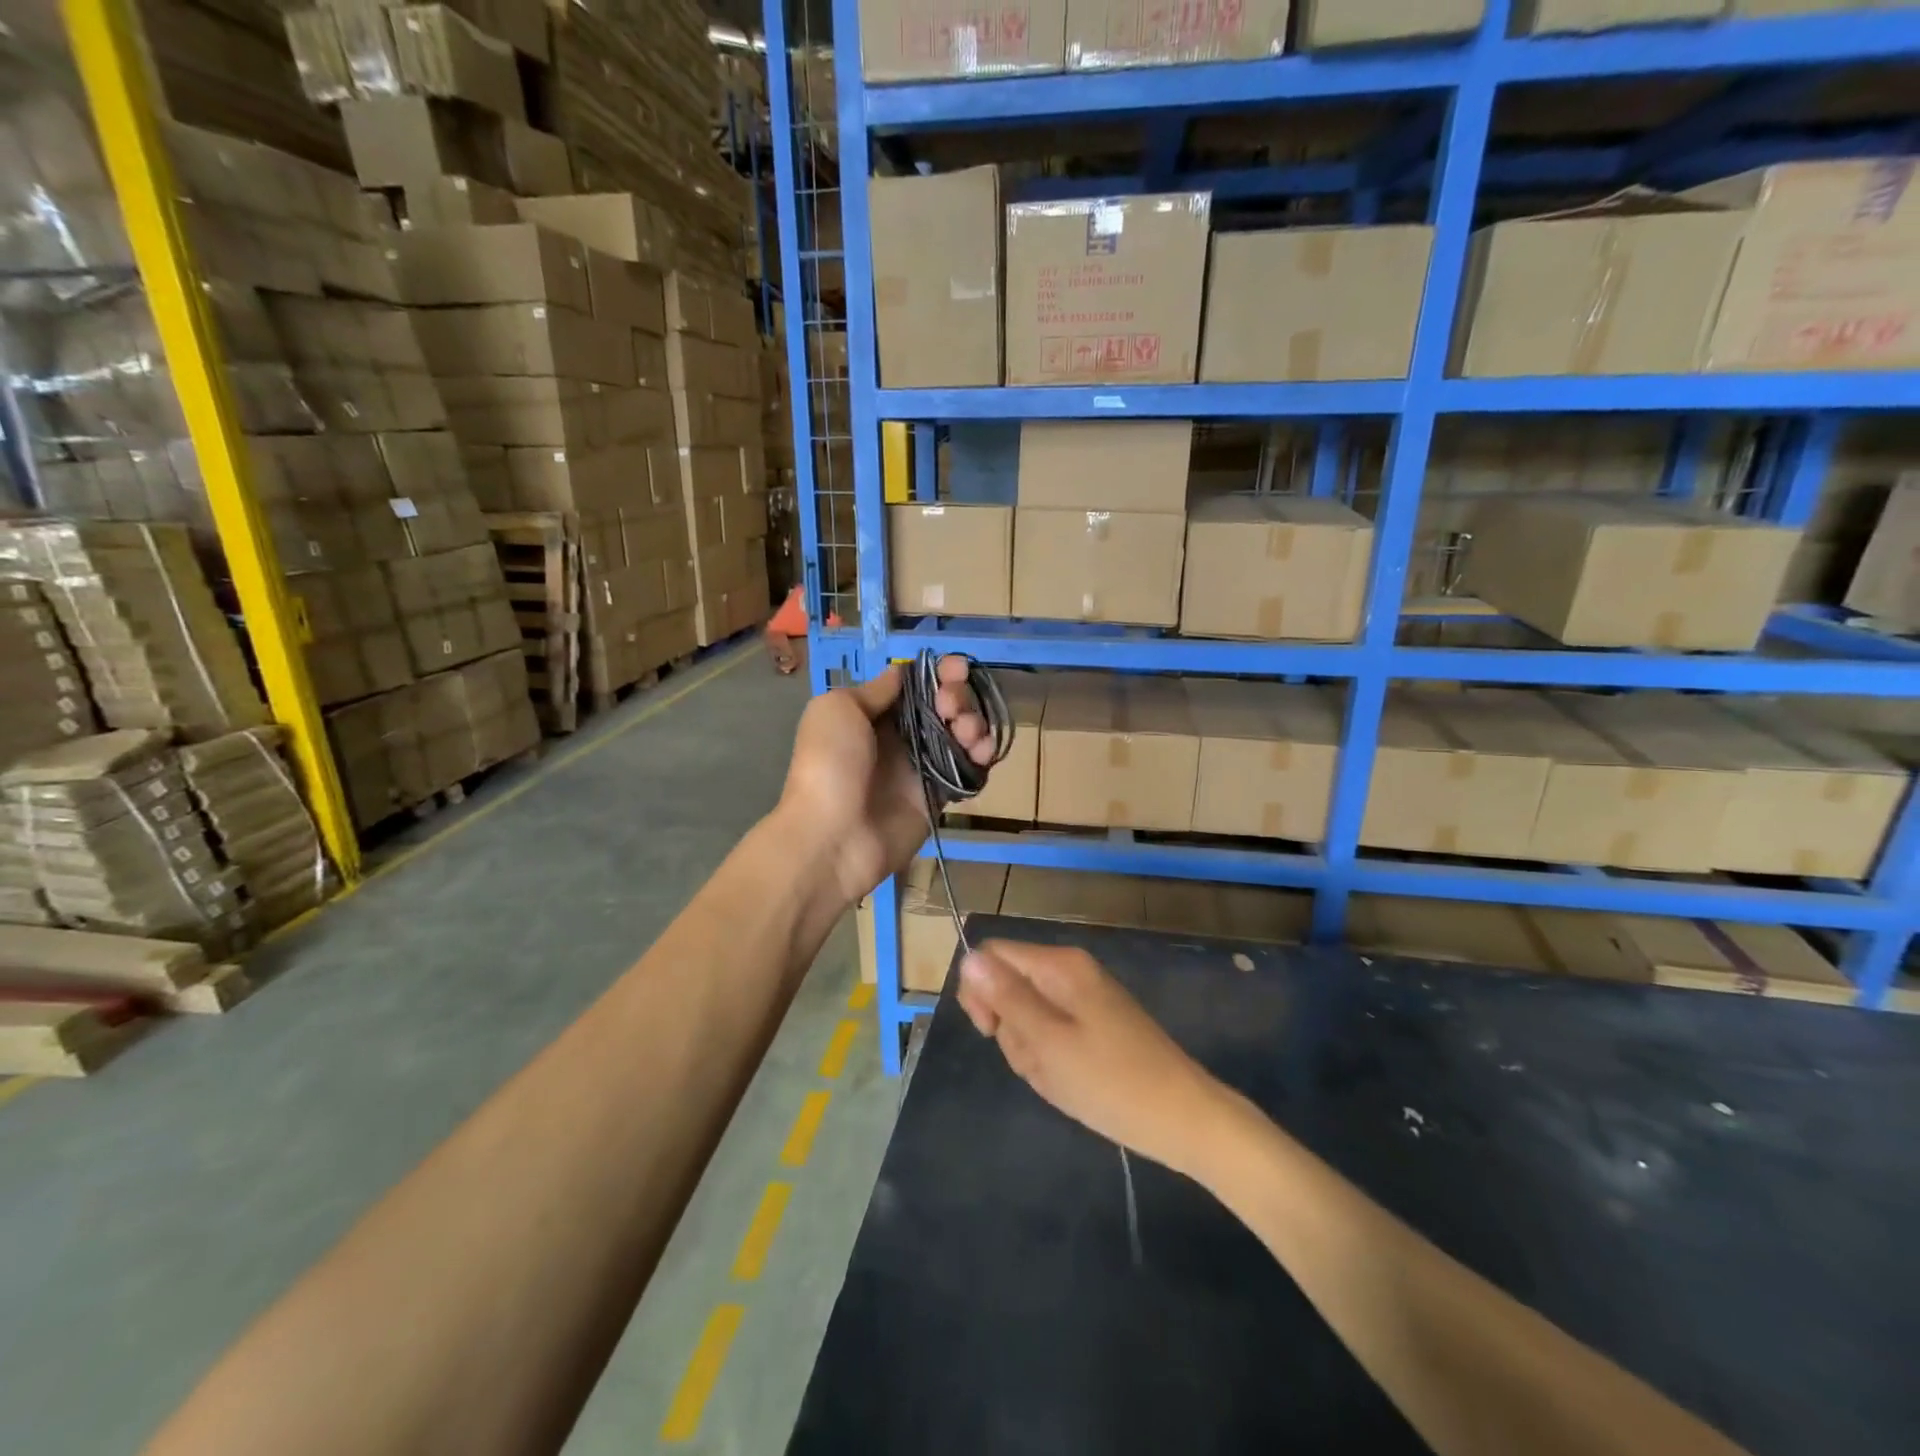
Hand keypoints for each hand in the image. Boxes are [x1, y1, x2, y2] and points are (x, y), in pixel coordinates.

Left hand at [775, 658, 993, 906]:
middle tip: (951, 707)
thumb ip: (875, 690)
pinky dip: (981, 757)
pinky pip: (967, 770)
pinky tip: (982, 752)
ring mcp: (920, 768)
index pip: (915, 687)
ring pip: (960, 736)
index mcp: (873, 715)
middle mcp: (899, 738)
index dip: (939, 675)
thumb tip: (901, 675)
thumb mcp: (838, 709)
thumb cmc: (830, 764)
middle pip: (942, 707)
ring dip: (973, 724)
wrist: (832, 836)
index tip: (957, 668)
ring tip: (968, 732)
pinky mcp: (937, 797)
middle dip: (957, 697)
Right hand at [957, 940, 1227, 1178]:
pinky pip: (1052, 1034)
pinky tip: (1072, 1083)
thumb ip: (1006, 997)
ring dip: (1031, 1051)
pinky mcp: (1094, 1024)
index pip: (992, 955)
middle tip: (1040, 1062)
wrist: (1184, 1120)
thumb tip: (968, 958)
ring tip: (1060, 1078)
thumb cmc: (1111, 1082)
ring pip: (1027, 1016)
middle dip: (1011, 1029)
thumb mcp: (1047, 1042)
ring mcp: (1084, 998)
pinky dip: (1052, 1060)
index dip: (980, 991)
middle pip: (1009, 986)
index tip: (991, 1031)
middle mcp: (1070, 971)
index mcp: (1059, 965)